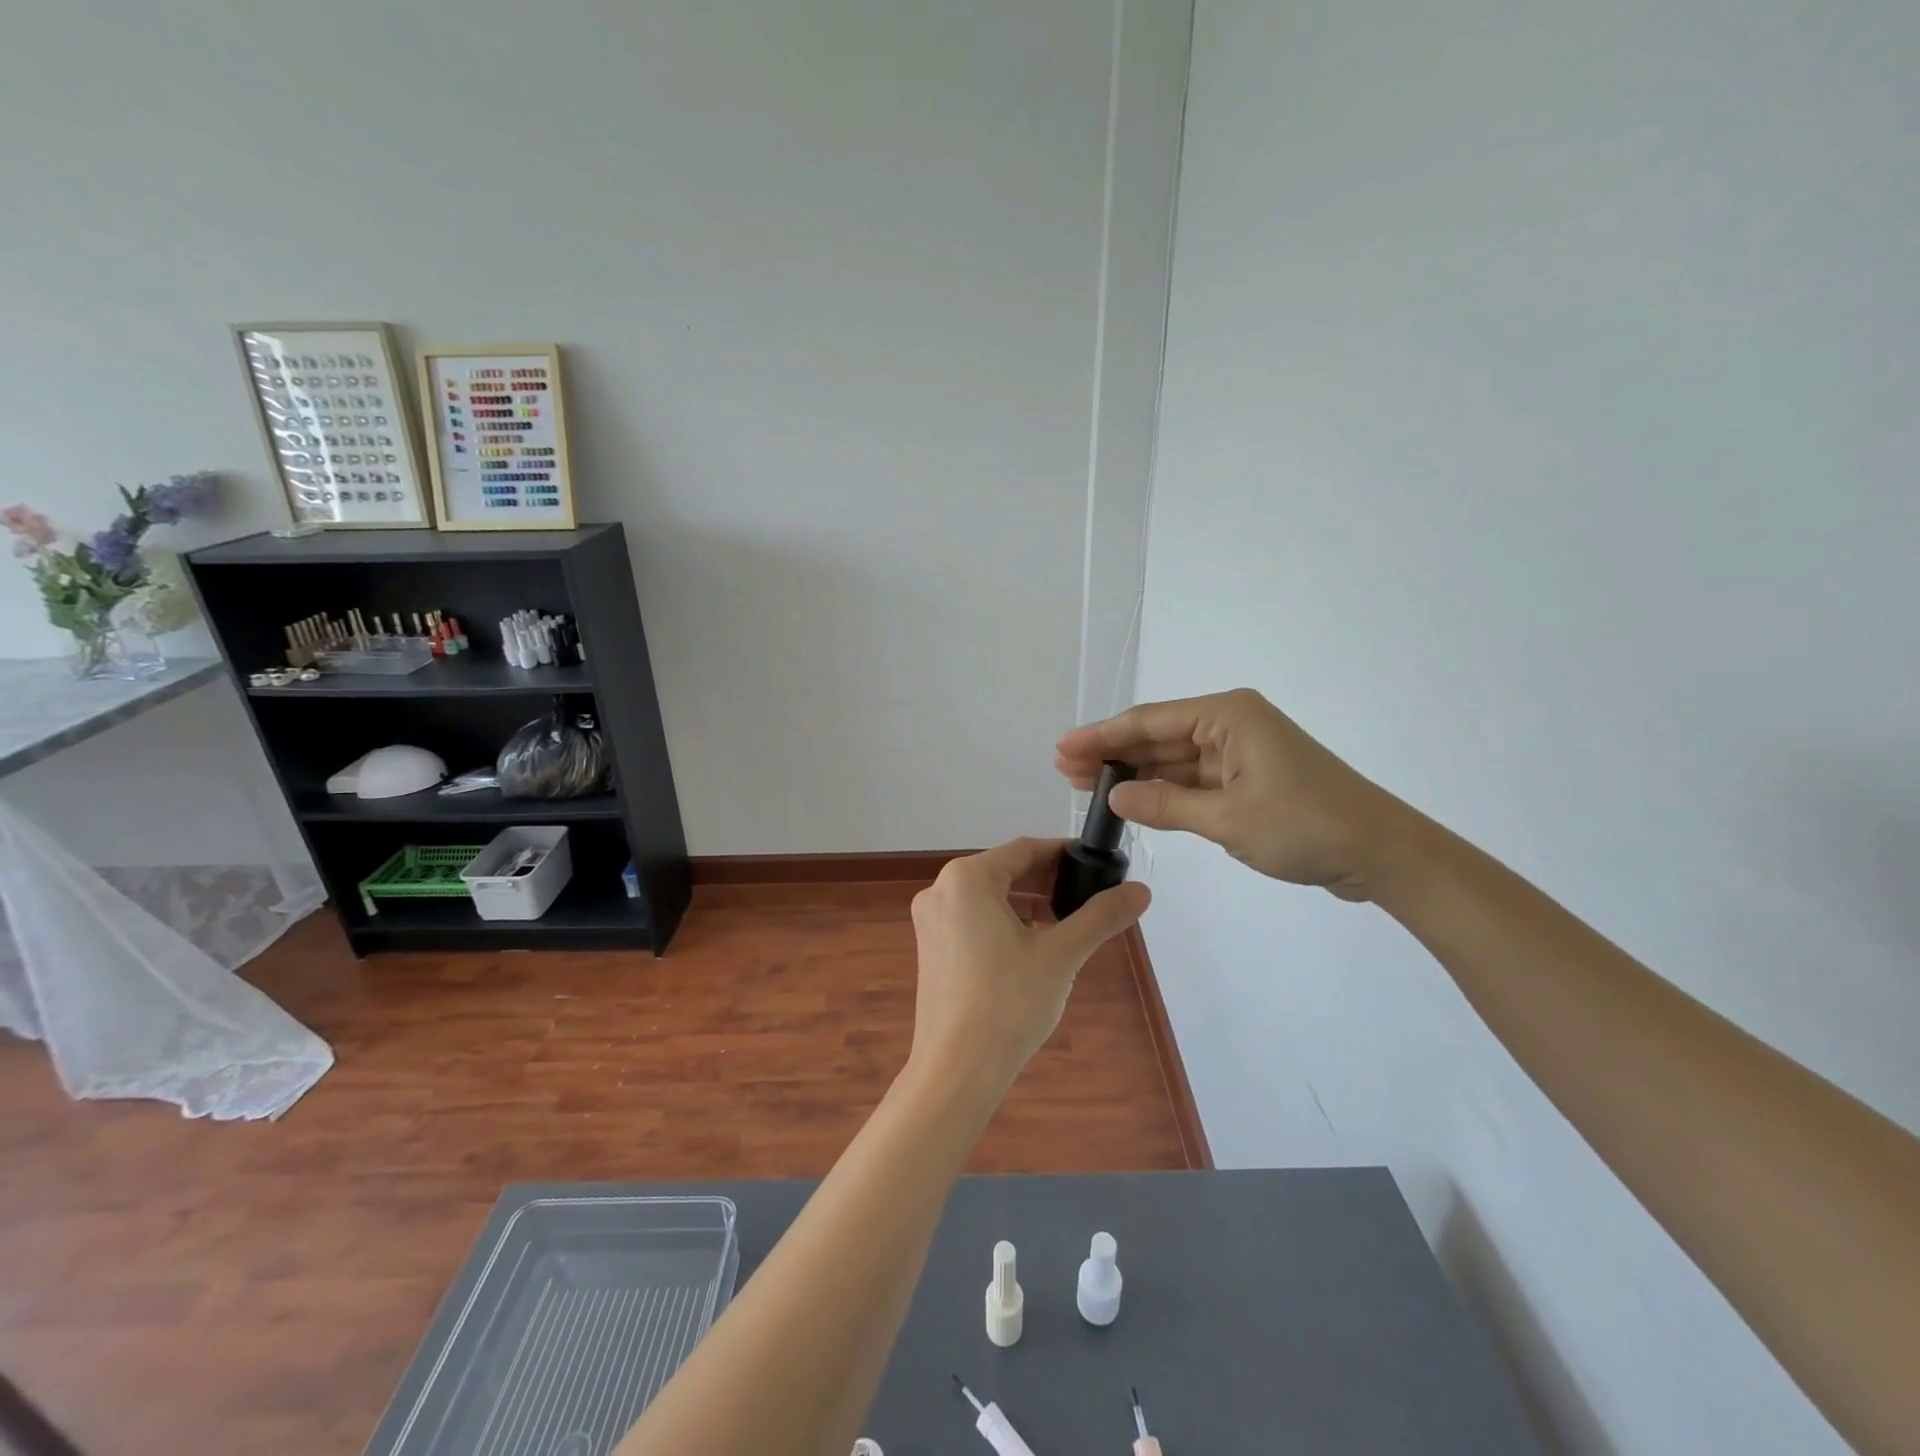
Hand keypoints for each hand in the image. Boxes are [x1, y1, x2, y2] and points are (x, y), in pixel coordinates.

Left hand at [908, 838, 1149, 1095]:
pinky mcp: (931, 948)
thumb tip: (1141, 890)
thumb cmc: (1009, 1002)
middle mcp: (941, 889)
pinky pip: (972, 919)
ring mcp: (930, 920)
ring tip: (1067, 920)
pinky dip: (1004, 922)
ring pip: (988, 896)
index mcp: (967, 879)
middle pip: (1004, 870)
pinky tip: (1032, 944)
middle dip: (1047, 880)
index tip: (1096, 863)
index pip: (1024, 849)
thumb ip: (1101, 916)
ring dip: (1027, 902)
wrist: (957, 1070)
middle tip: (1088, 893)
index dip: (1063, 853)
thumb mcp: (1061, 954)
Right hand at [1056, 688, 1405, 900]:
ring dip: (1134, 773)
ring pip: (1174, 760)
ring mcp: (1241, 753)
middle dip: (1112, 754)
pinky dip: (1164, 791)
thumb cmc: (1305, 826)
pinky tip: (1132, 799)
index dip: (1102, 736)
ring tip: (1086, 785)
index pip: (1150, 721)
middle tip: (1065, 770)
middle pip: (1158, 736)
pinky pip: (1194, 780)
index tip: (1063, 748)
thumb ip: (1165, 805)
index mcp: (1228, 716)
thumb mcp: (1227, 818)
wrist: (1380, 853)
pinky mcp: (1249, 780)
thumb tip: (1115, 795)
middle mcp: (1231, 725)